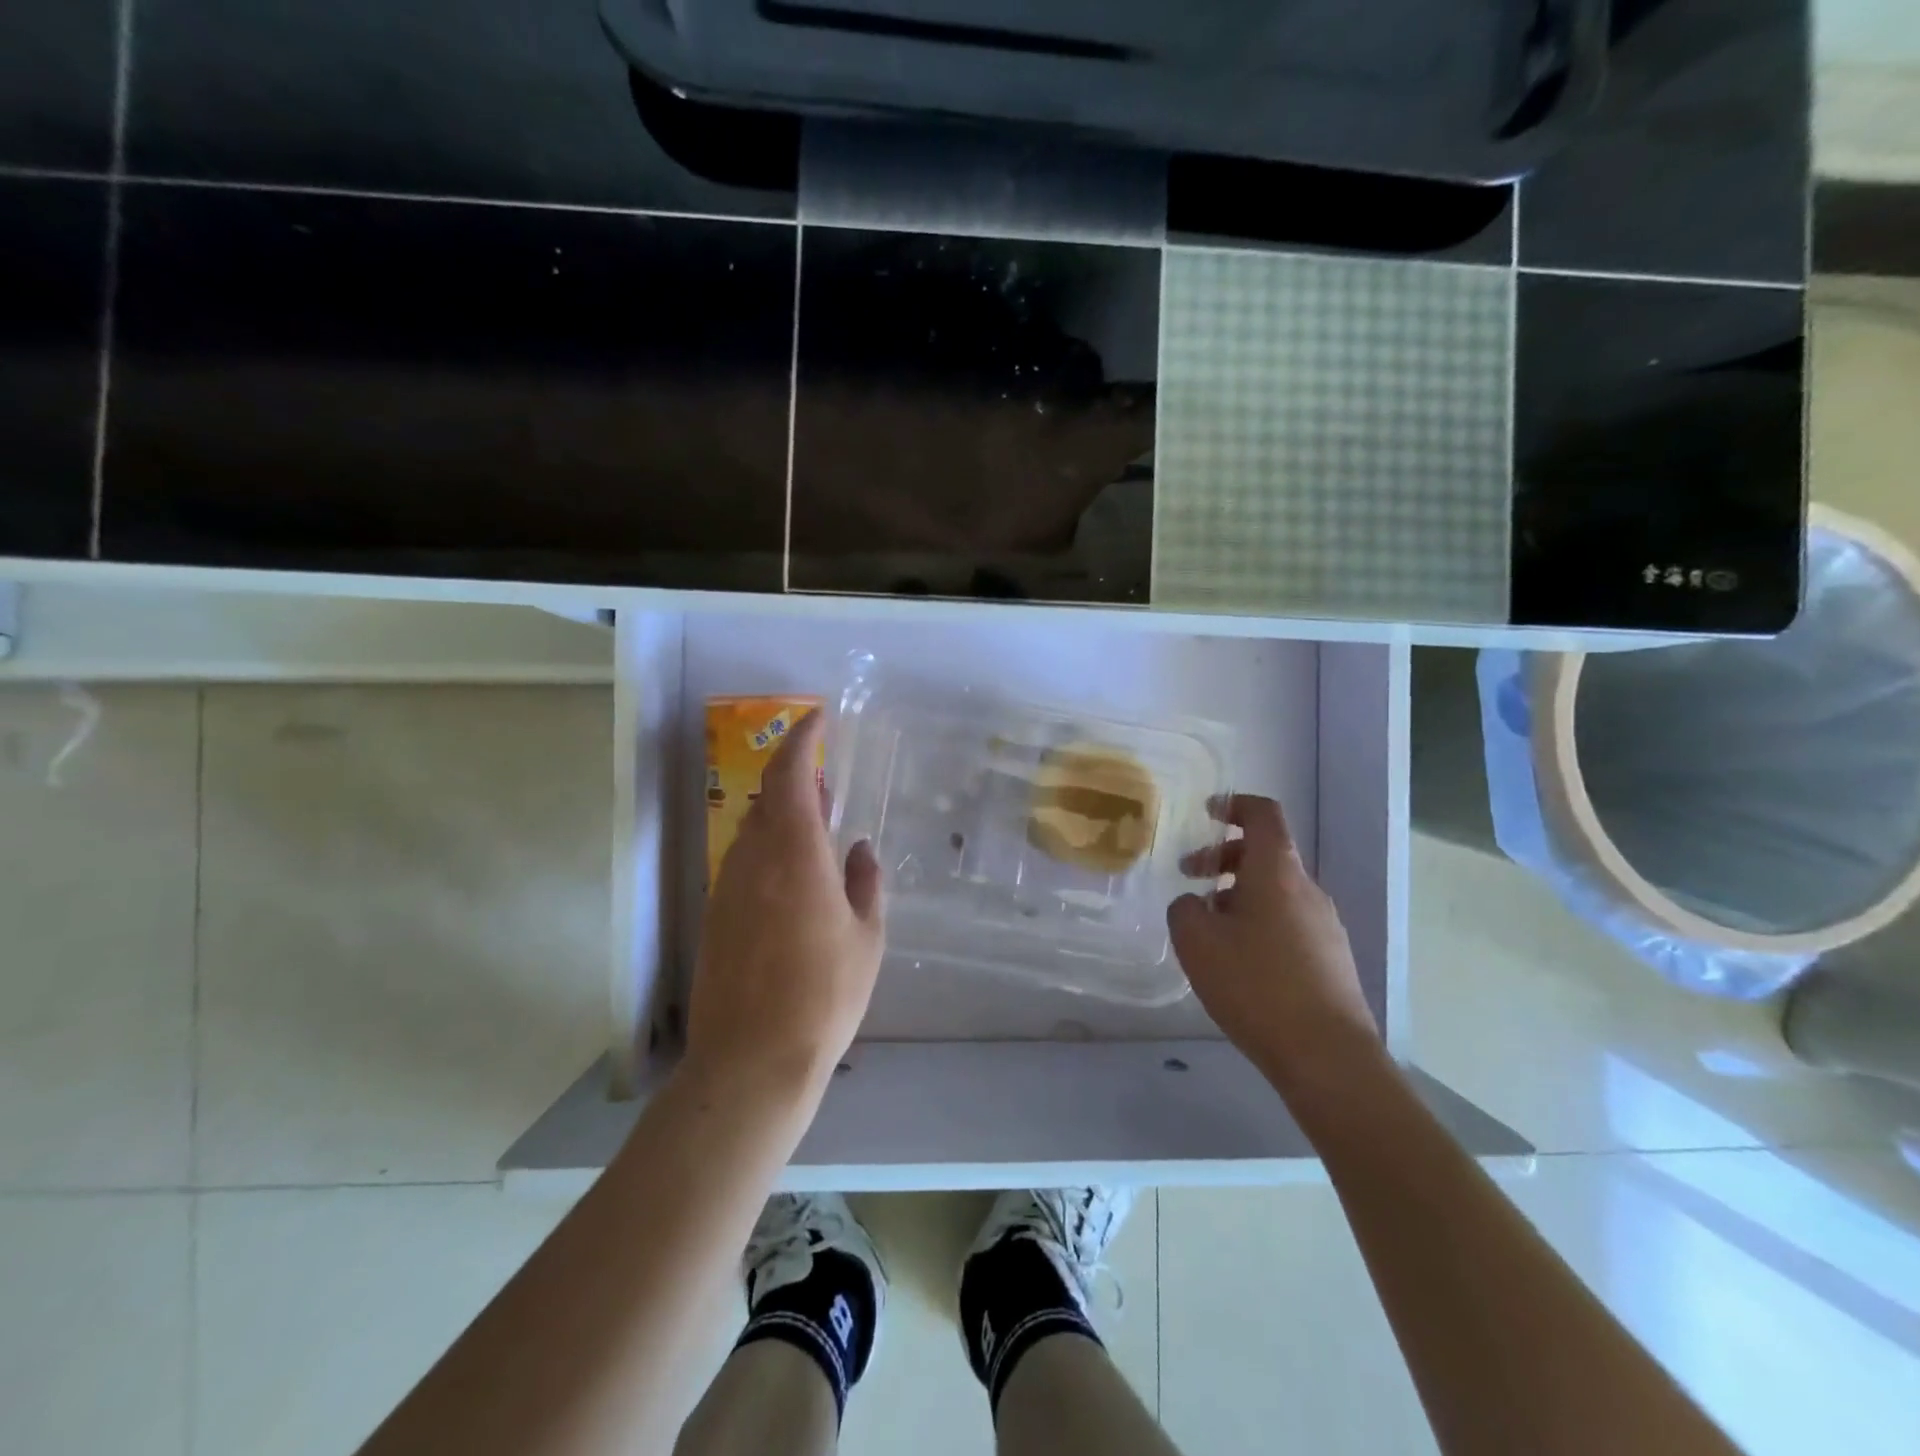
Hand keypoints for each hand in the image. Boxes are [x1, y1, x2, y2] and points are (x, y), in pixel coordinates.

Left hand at [686, 710, 884, 1103]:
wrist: (751, 1062)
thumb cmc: (824, 996)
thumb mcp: (866, 938)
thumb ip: (865, 883)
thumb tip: (859, 848)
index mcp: (795, 854)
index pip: (791, 775)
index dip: (802, 739)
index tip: (817, 718)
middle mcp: (753, 860)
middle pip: (767, 799)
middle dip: (794, 779)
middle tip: (825, 780)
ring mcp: (727, 889)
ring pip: (752, 832)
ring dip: (780, 817)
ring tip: (812, 828)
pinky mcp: (714, 917)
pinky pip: (743, 864)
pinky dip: (767, 852)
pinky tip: (791, 879)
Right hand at [1168, 794, 1380, 1097]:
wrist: (1327, 1056)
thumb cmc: (1256, 985)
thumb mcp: (1197, 942)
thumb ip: (1185, 909)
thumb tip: (1196, 904)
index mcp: (1277, 872)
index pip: (1263, 814)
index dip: (1234, 805)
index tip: (1207, 812)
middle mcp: (1308, 889)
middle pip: (1266, 854)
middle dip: (1223, 857)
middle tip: (1189, 877)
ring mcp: (1326, 924)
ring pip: (1276, 890)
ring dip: (1239, 894)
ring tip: (1209, 927)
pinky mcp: (1332, 958)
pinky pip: (1289, 921)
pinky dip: (1259, 921)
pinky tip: (1238, 960)